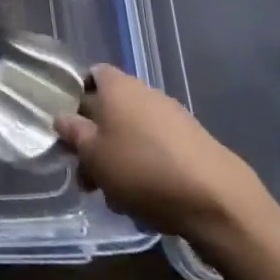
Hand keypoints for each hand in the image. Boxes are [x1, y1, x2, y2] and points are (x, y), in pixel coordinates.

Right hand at [55, 65, 267, 243]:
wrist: (217, 200)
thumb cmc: (143, 169)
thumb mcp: (93, 155)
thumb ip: (73, 133)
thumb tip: (62, 118)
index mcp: (116, 85)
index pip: (90, 75)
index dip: (77, 98)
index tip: (71, 130)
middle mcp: (144, 91)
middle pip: (111, 110)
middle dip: (98, 143)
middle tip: (90, 180)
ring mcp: (173, 116)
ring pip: (134, 134)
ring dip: (122, 161)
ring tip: (119, 200)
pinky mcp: (194, 143)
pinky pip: (159, 150)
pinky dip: (149, 171)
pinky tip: (149, 204)